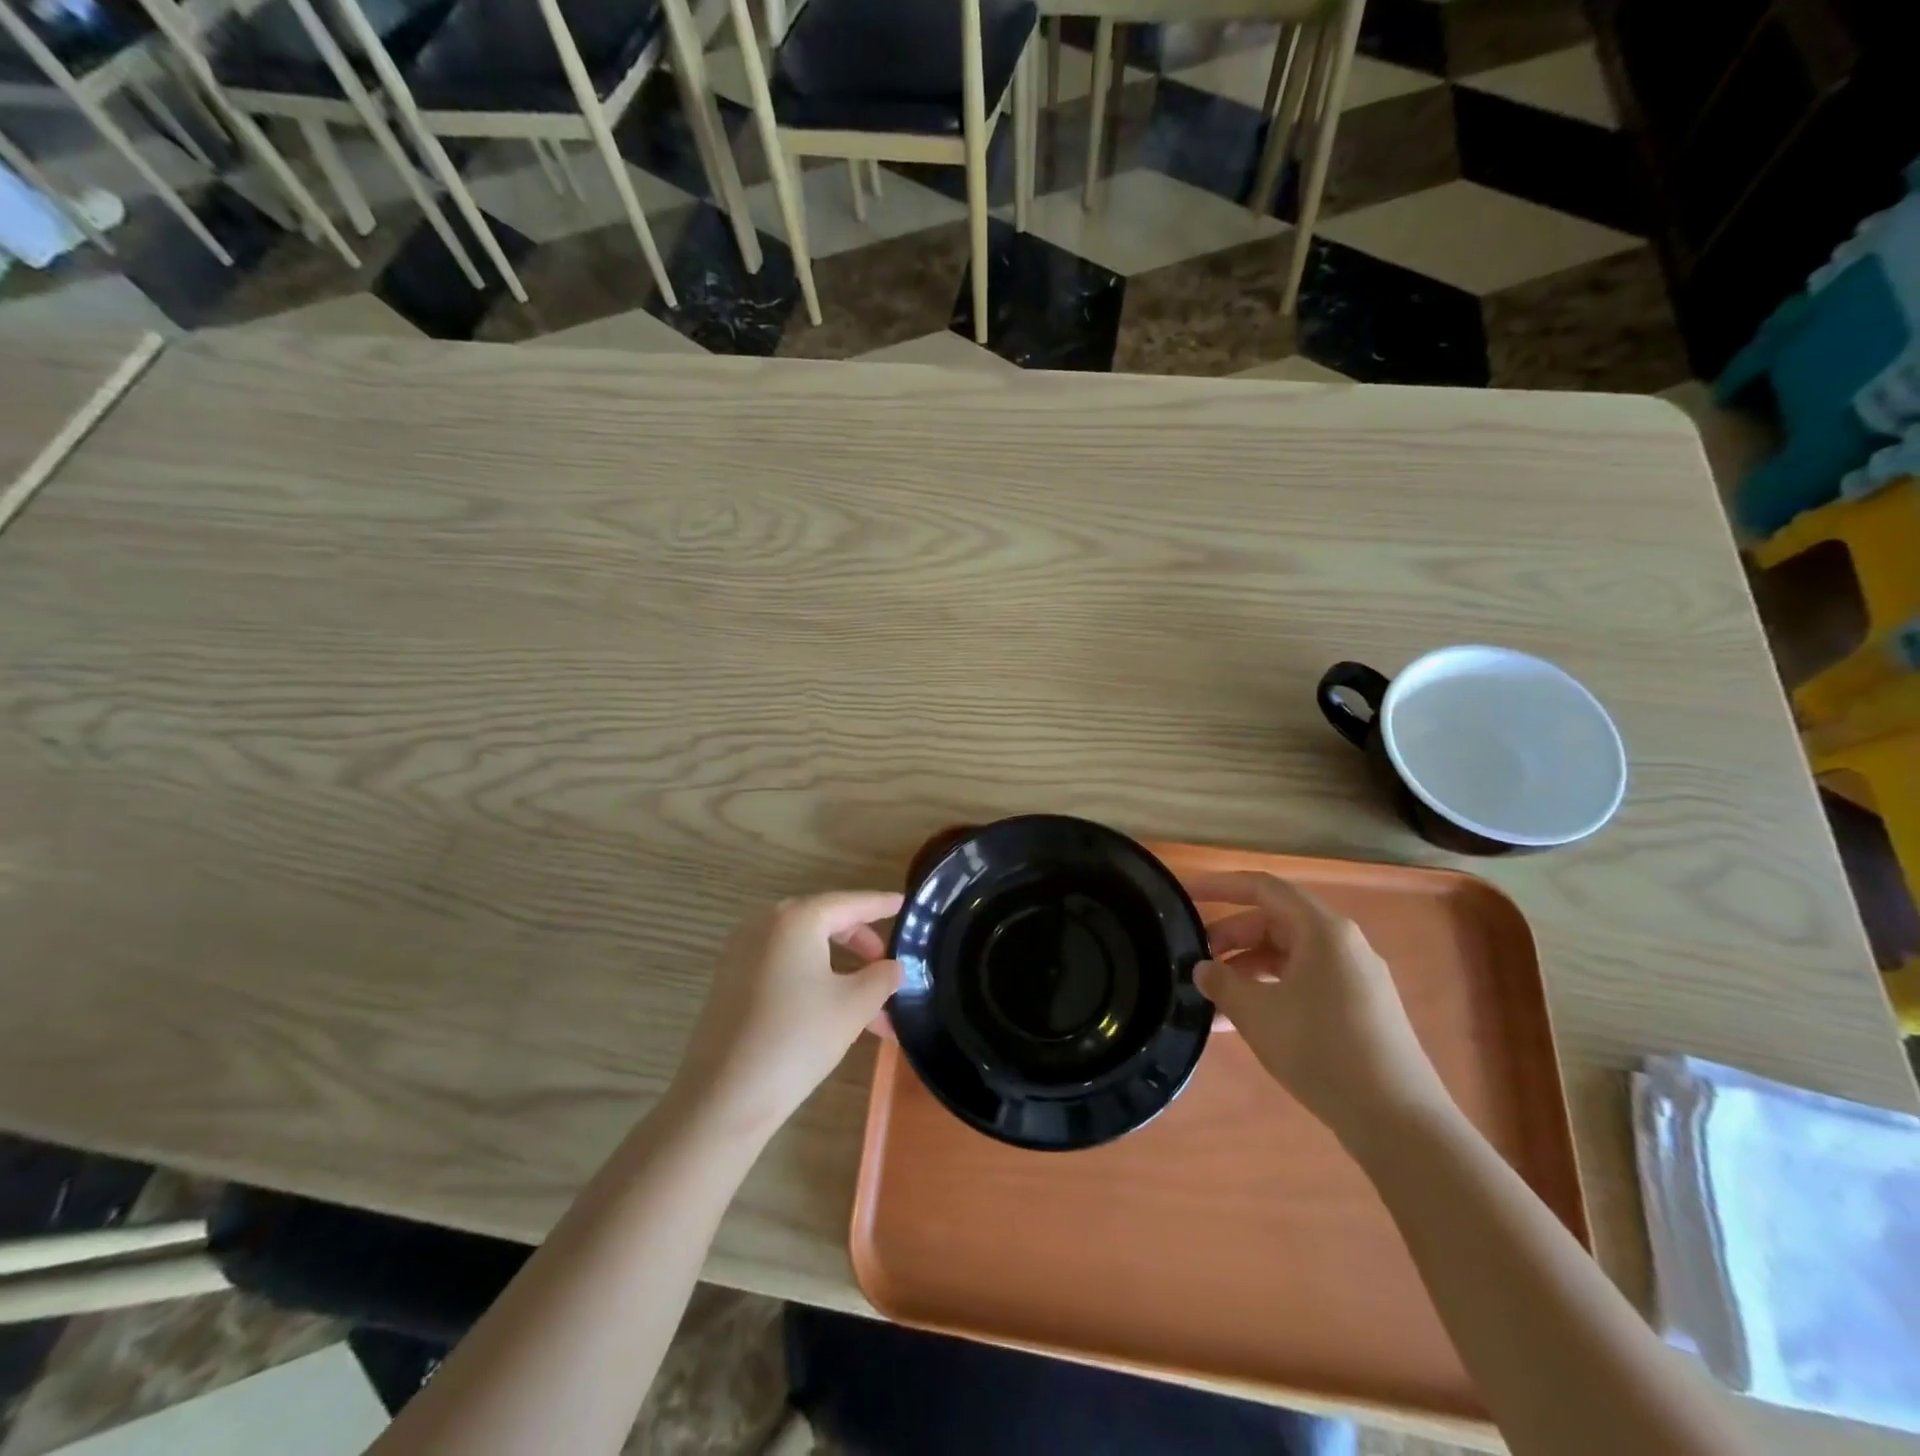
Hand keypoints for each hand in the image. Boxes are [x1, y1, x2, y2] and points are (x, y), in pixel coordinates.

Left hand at [671, 892, 902, 1137]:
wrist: (723, 1098)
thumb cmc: (796, 1038)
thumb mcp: (853, 1006)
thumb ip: (882, 977)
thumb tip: (895, 967)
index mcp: (796, 918)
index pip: (850, 903)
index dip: (881, 904)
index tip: (906, 904)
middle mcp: (765, 924)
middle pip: (826, 923)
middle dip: (862, 946)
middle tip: (889, 967)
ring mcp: (742, 952)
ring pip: (806, 950)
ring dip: (842, 972)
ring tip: (873, 1010)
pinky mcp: (731, 981)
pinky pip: (784, 967)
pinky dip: (814, 981)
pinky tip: (836, 1015)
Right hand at [1191, 871, 1446, 1142]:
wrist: (1399, 1122)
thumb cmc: (1322, 1050)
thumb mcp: (1258, 1014)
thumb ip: (1222, 983)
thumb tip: (1203, 969)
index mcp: (1322, 929)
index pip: (1262, 887)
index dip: (1220, 885)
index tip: (1185, 894)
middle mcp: (1342, 943)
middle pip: (1275, 922)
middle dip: (1230, 937)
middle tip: (1195, 960)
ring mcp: (1355, 977)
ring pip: (1288, 956)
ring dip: (1247, 970)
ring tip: (1212, 998)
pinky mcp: (1360, 1009)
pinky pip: (1304, 983)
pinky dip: (1270, 992)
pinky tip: (1242, 1023)